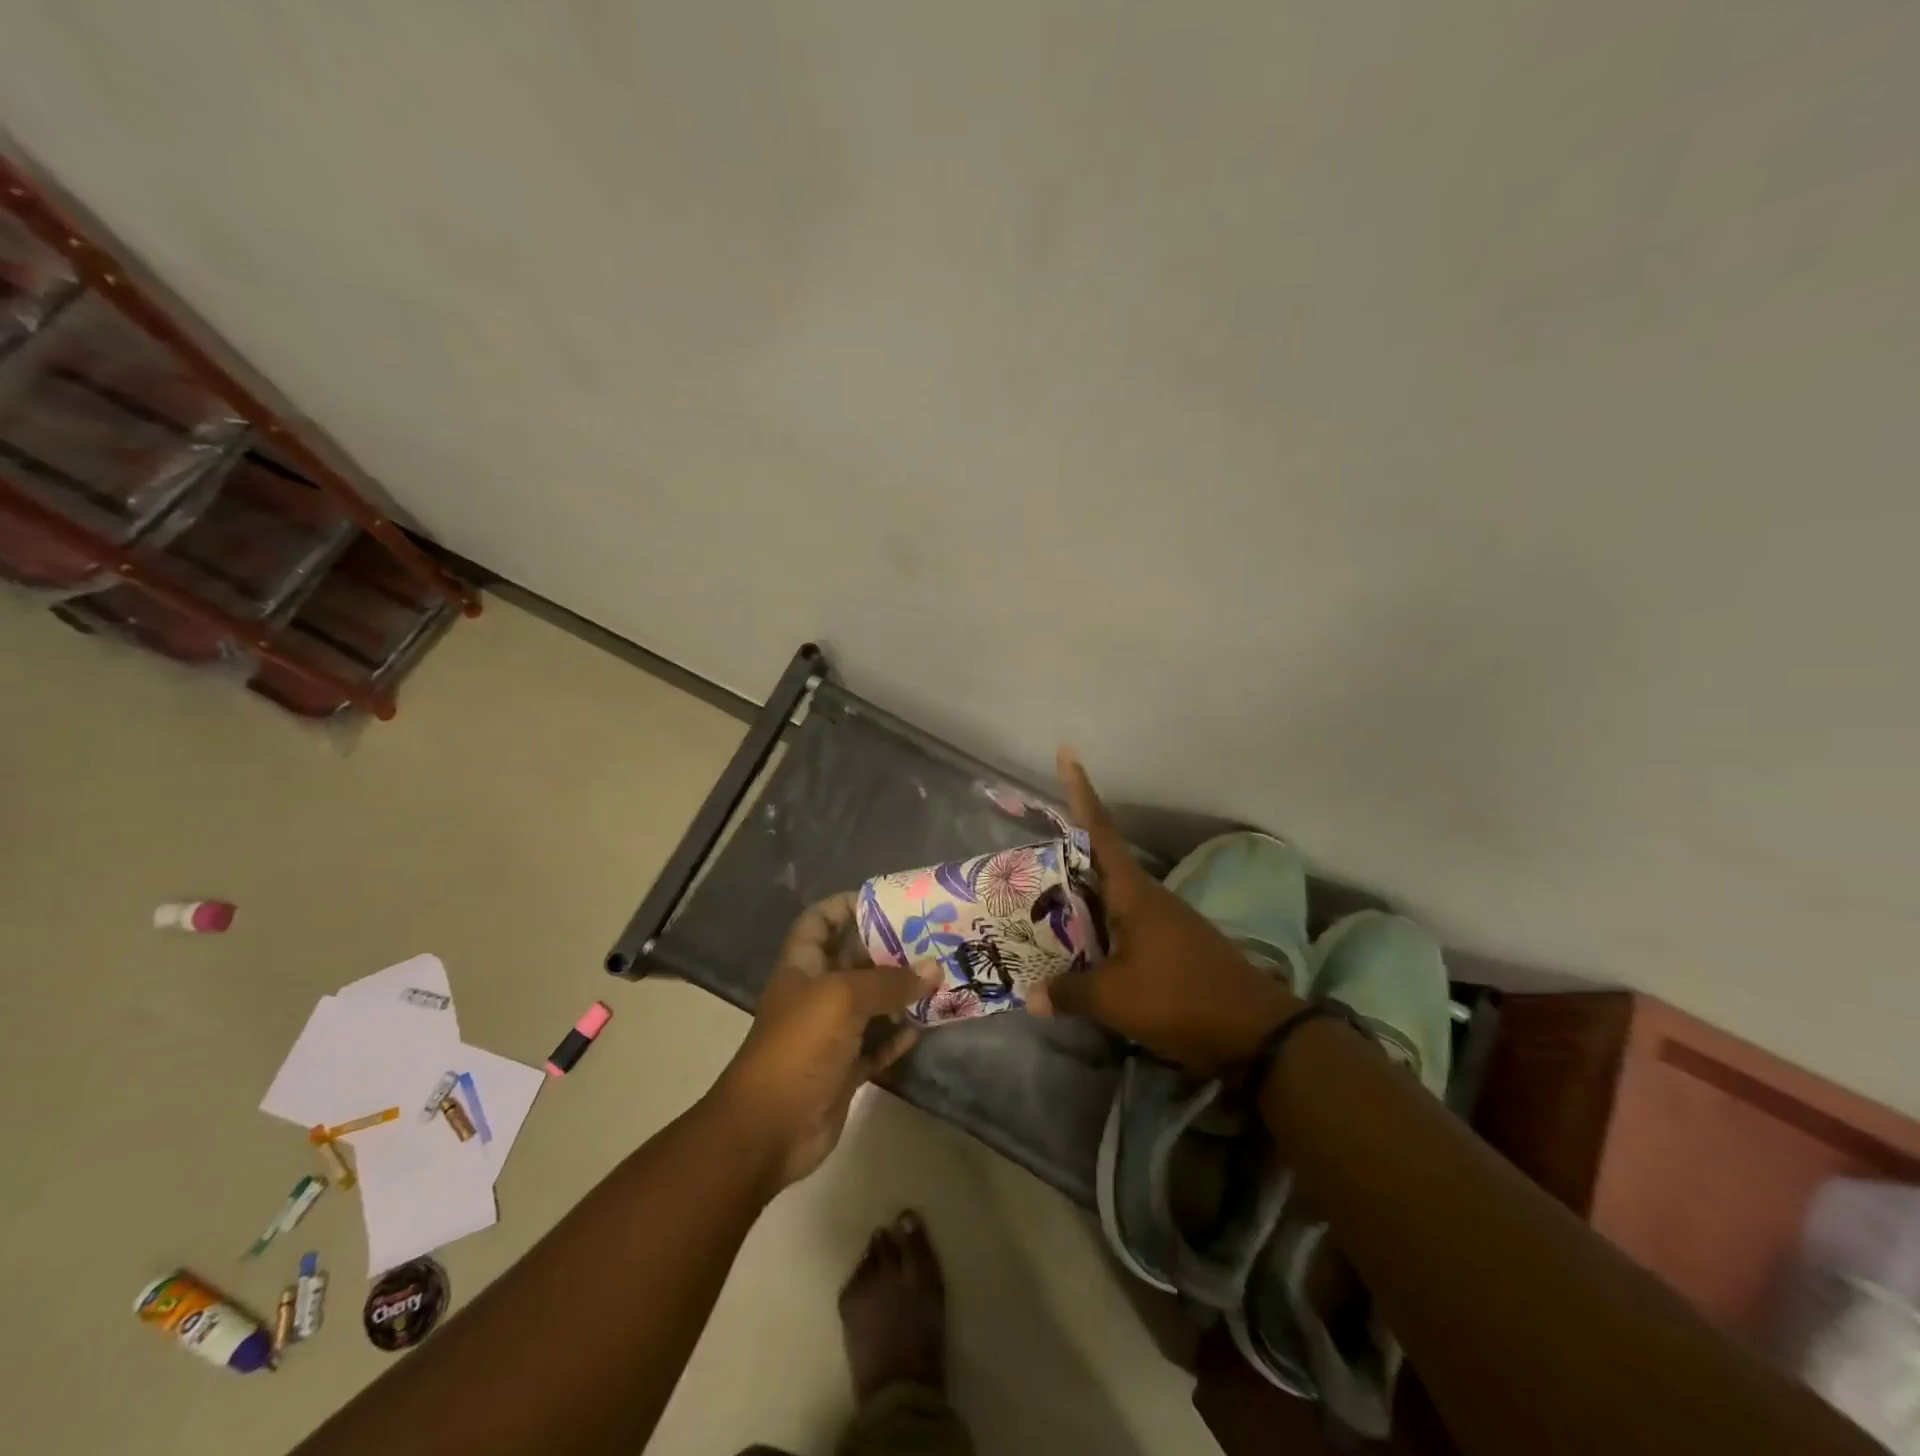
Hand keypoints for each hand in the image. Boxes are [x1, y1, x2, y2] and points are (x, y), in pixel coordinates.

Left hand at [712, 893, 940, 1190]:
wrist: (768, 1128)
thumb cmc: (799, 1046)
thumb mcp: (844, 999)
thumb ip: (890, 982)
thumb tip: (934, 969)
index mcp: (803, 966)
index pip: (820, 921)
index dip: (846, 905)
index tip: (887, 902)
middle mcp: (816, 994)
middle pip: (854, 960)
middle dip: (889, 949)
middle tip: (932, 938)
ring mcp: (830, 1034)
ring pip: (871, 1004)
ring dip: (901, 994)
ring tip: (940, 977)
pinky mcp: (844, 1069)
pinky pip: (876, 1045)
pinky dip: (897, 1035)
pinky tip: (924, 1025)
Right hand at [1028, 748, 1303, 1075]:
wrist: (1254, 1032)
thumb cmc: (1179, 997)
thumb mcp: (1114, 998)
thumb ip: (1069, 993)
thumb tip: (1030, 996)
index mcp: (1133, 892)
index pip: (1100, 831)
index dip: (1081, 792)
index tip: (1068, 753)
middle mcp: (1147, 897)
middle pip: (1099, 864)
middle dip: (1064, 857)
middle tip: (1025, 858)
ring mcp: (1163, 922)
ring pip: (1110, 899)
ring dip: (1079, 899)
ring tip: (1041, 908)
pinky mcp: (1171, 947)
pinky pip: (1123, 926)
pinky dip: (1098, 930)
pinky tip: (1080, 951)